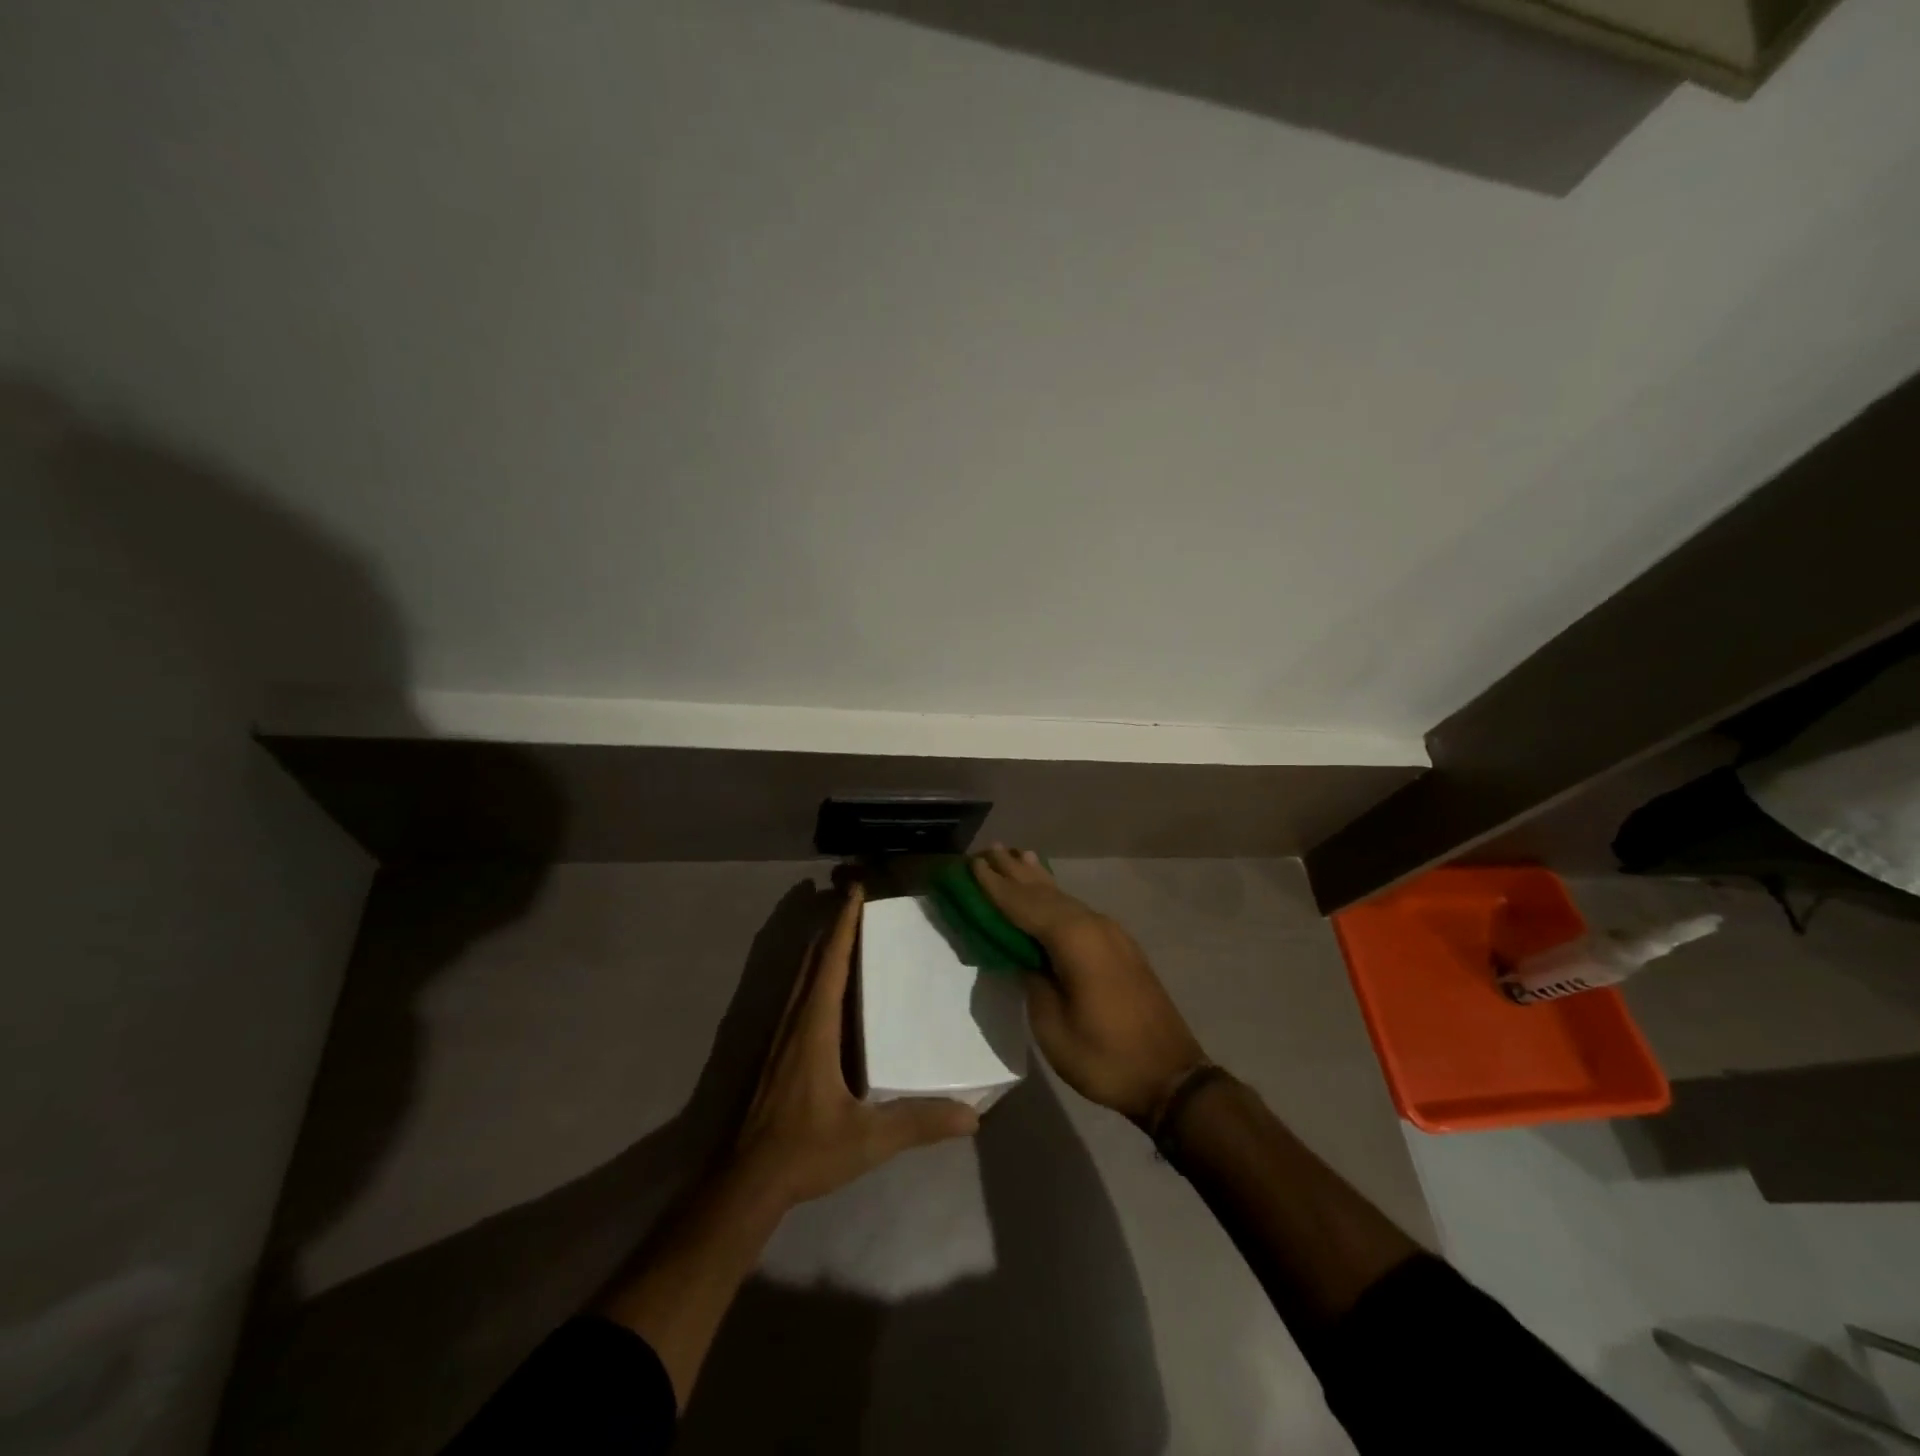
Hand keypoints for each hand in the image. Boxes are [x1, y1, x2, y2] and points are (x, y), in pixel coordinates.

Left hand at [730, 885, 978, 1208]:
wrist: (746, 1181)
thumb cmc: (805, 1150)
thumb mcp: (868, 1139)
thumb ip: (918, 1123)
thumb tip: (972, 1115)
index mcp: (815, 1027)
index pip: (831, 962)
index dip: (845, 925)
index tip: (857, 891)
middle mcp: (795, 1020)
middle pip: (814, 960)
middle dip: (835, 926)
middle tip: (859, 902)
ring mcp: (781, 1036)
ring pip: (802, 976)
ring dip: (823, 949)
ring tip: (848, 931)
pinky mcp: (777, 1052)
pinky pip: (799, 996)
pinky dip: (816, 974)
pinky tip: (830, 986)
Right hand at [972, 847, 1206, 1123]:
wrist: (1170, 1077)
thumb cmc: (1104, 1056)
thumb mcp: (1053, 1026)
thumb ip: (1033, 980)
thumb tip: (1023, 955)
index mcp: (1074, 940)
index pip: (1024, 905)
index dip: (996, 886)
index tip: (973, 864)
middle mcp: (1093, 924)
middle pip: (1044, 893)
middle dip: (1014, 872)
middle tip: (988, 849)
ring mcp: (1110, 933)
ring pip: (1064, 898)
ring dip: (1036, 879)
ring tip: (1015, 855)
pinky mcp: (1119, 946)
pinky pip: (1077, 910)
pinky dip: (1056, 895)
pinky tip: (1050, 889)